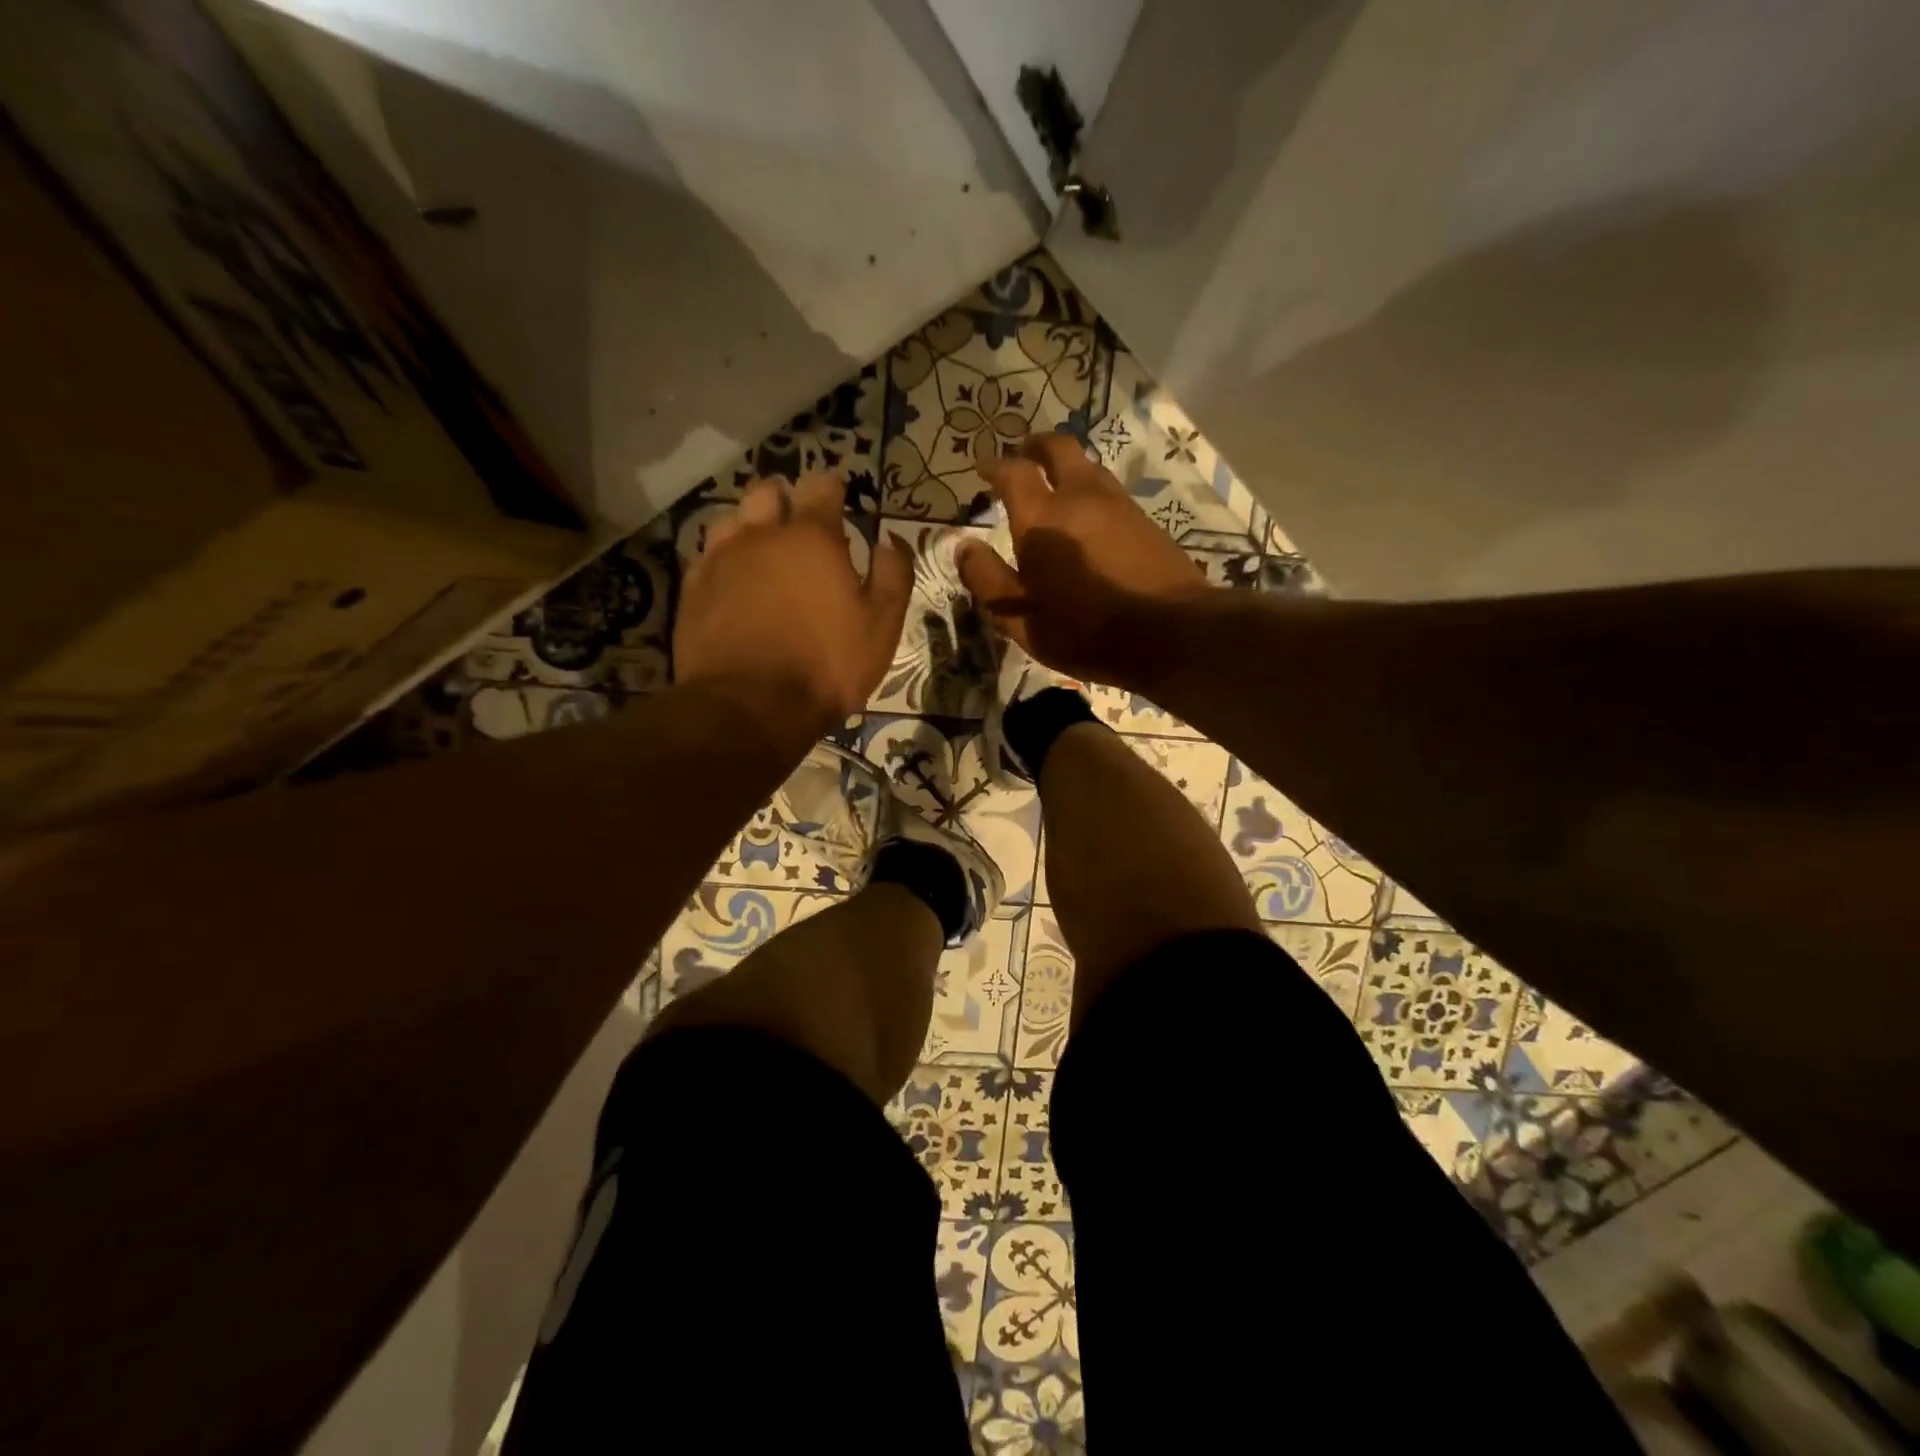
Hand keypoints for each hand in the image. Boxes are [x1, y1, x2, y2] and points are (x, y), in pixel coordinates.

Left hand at [674, 472, 910, 755]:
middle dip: (785, 498)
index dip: (833, 487)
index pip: (821, 486)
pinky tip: (733, 578)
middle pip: (767, 493)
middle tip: (799, 519)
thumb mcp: (881, 626)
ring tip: (763, 547)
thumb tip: (890, 540)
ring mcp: (720, 560)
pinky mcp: (693, 590)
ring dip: (750, 524)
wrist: (750, 707)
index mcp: (812, 537)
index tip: (840, 494)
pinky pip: (708, 556)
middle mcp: (761, 535)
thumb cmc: (826, 664)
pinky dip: (724, 558)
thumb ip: (893, 575)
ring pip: (732, 519)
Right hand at [958, 434, 1214, 689]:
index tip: (983, 467)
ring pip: (1088, 465)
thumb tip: (963, 547)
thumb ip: (988, 580)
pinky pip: (1109, 490)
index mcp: (1041, 519)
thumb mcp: (1021, 619)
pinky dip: (1090, 490)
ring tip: (1055, 484)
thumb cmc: (1085, 631)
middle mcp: (1079, 497)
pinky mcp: (1144, 519)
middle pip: (1058, 447)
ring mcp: (1118, 504)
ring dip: (1066, 466)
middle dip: (1035, 446)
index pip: (1012, 472)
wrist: (1169, 632)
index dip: (994, 465)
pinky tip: (1088, 516)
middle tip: (1022, 455)